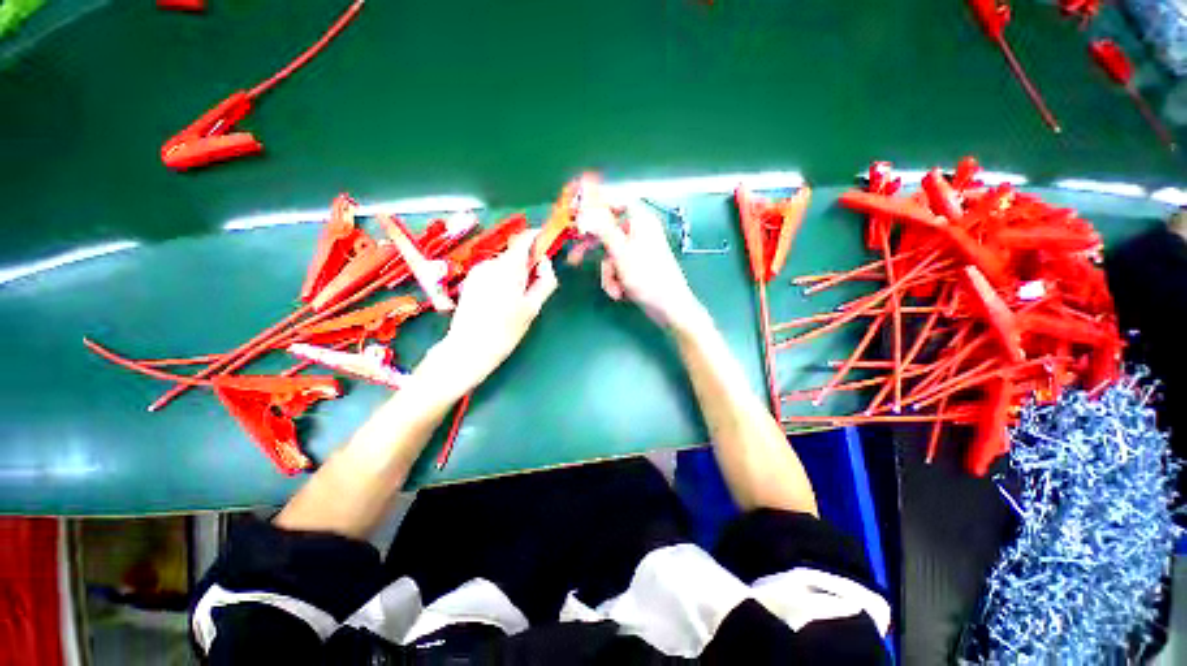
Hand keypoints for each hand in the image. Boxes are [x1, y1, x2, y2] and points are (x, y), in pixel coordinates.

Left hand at [429, 231, 557, 392]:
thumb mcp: (532, 308)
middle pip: (515, 254)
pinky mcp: (471, 281)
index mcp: (508, 269)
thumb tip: (545, 263)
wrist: (469, 348)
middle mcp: (490, 264)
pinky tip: (501, 302)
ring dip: (515, 274)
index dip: (537, 237)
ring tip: (516, 301)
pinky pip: (493, 272)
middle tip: (534, 288)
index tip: (546, 244)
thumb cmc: (505, 331)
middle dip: (527, 265)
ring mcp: (478, 272)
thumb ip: (544, 281)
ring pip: (504, 265)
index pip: (523, 239)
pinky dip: (502, 280)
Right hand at [582, 198, 705, 331]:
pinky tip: (620, 292)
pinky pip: (617, 268)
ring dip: (608, 273)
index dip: (598, 202)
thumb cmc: (647, 277)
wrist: (668, 307)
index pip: (617, 200)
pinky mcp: (636, 268)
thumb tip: (587, 211)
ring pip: (610, 255)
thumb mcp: (621, 252)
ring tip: (615, 288)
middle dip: (595, 251)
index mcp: (641, 221)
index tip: (579, 209)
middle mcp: (639, 233)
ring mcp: (637, 252)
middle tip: (574, 257)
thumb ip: (603, 230)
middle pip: (608, 232)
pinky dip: (615, 280)